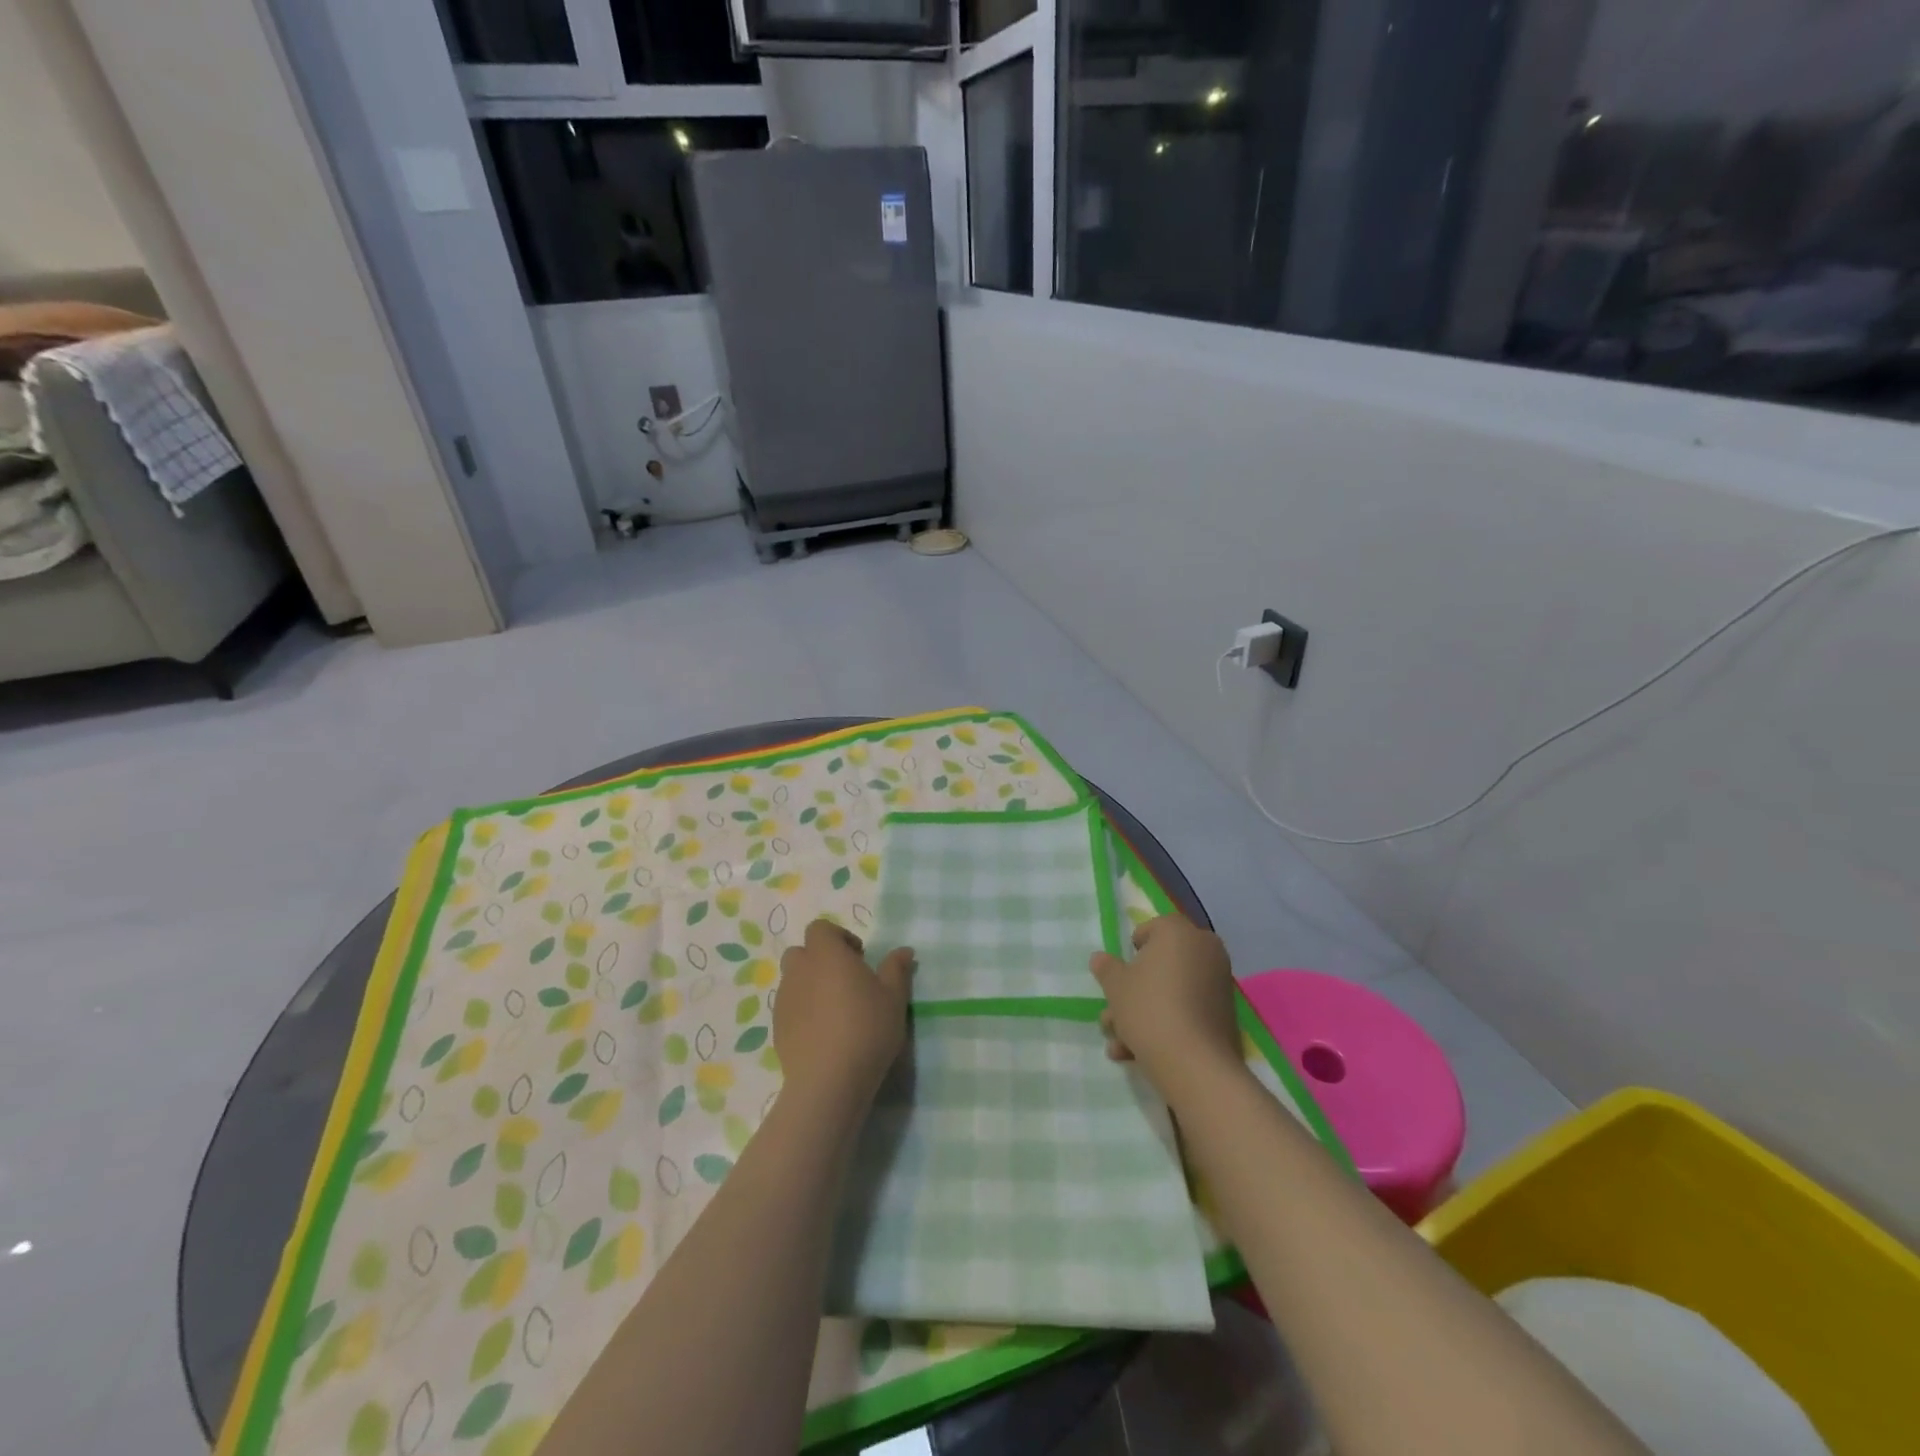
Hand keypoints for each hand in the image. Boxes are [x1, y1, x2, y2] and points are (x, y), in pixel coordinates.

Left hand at [775, 920, 913, 1111]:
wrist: (828, 1081)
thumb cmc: (866, 1028)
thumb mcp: (894, 997)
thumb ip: (897, 969)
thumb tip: (904, 951)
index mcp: (826, 954)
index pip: (820, 928)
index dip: (838, 937)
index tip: (859, 957)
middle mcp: (799, 971)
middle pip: (802, 952)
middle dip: (820, 960)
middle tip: (846, 981)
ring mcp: (784, 1000)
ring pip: (794, 981)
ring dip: (811, 986)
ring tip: (836, 1011)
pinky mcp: (777, 1028)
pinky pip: (789, 1007)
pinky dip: (803, 1011)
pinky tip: (824, 1034)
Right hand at [1090, 915, 1241, 1092]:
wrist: (1194, 1062)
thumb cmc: (1149, 1009)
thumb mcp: (1115, 986)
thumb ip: (1106, 968)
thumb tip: (1100, 958)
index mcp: (1179, 932)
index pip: (1152, 929)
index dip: (1132, 952)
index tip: (1120, 976)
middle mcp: (1204, 950)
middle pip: (1161, 965)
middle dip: (1134, 991)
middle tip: (1114, 1016)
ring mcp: (1219, 983)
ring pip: (1172, 991)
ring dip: (1144, 1014)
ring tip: (1120, 1045)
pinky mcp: (1225, 1014)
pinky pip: (1188, 1010)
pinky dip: (1167, 1024)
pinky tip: (1141, 1053)